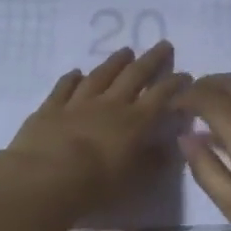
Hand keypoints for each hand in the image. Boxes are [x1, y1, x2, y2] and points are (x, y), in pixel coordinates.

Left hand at [0, 42, 188, 214]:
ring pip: (100, 75)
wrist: (45, 179)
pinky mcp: (51, 108)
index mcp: (134, 122)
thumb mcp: (133, 180)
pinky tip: (76, 72)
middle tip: (163, 44)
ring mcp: (78, 103)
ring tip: (126, 51)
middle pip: (134, 76)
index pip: (160, 97)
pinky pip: (64, 87)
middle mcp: (110, 105)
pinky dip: (71, 78)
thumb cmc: (95, 185)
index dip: (174, 84)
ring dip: (114, 62)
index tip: (185, 75)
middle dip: (151, 60)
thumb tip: (168, 147)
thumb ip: (151, 162)